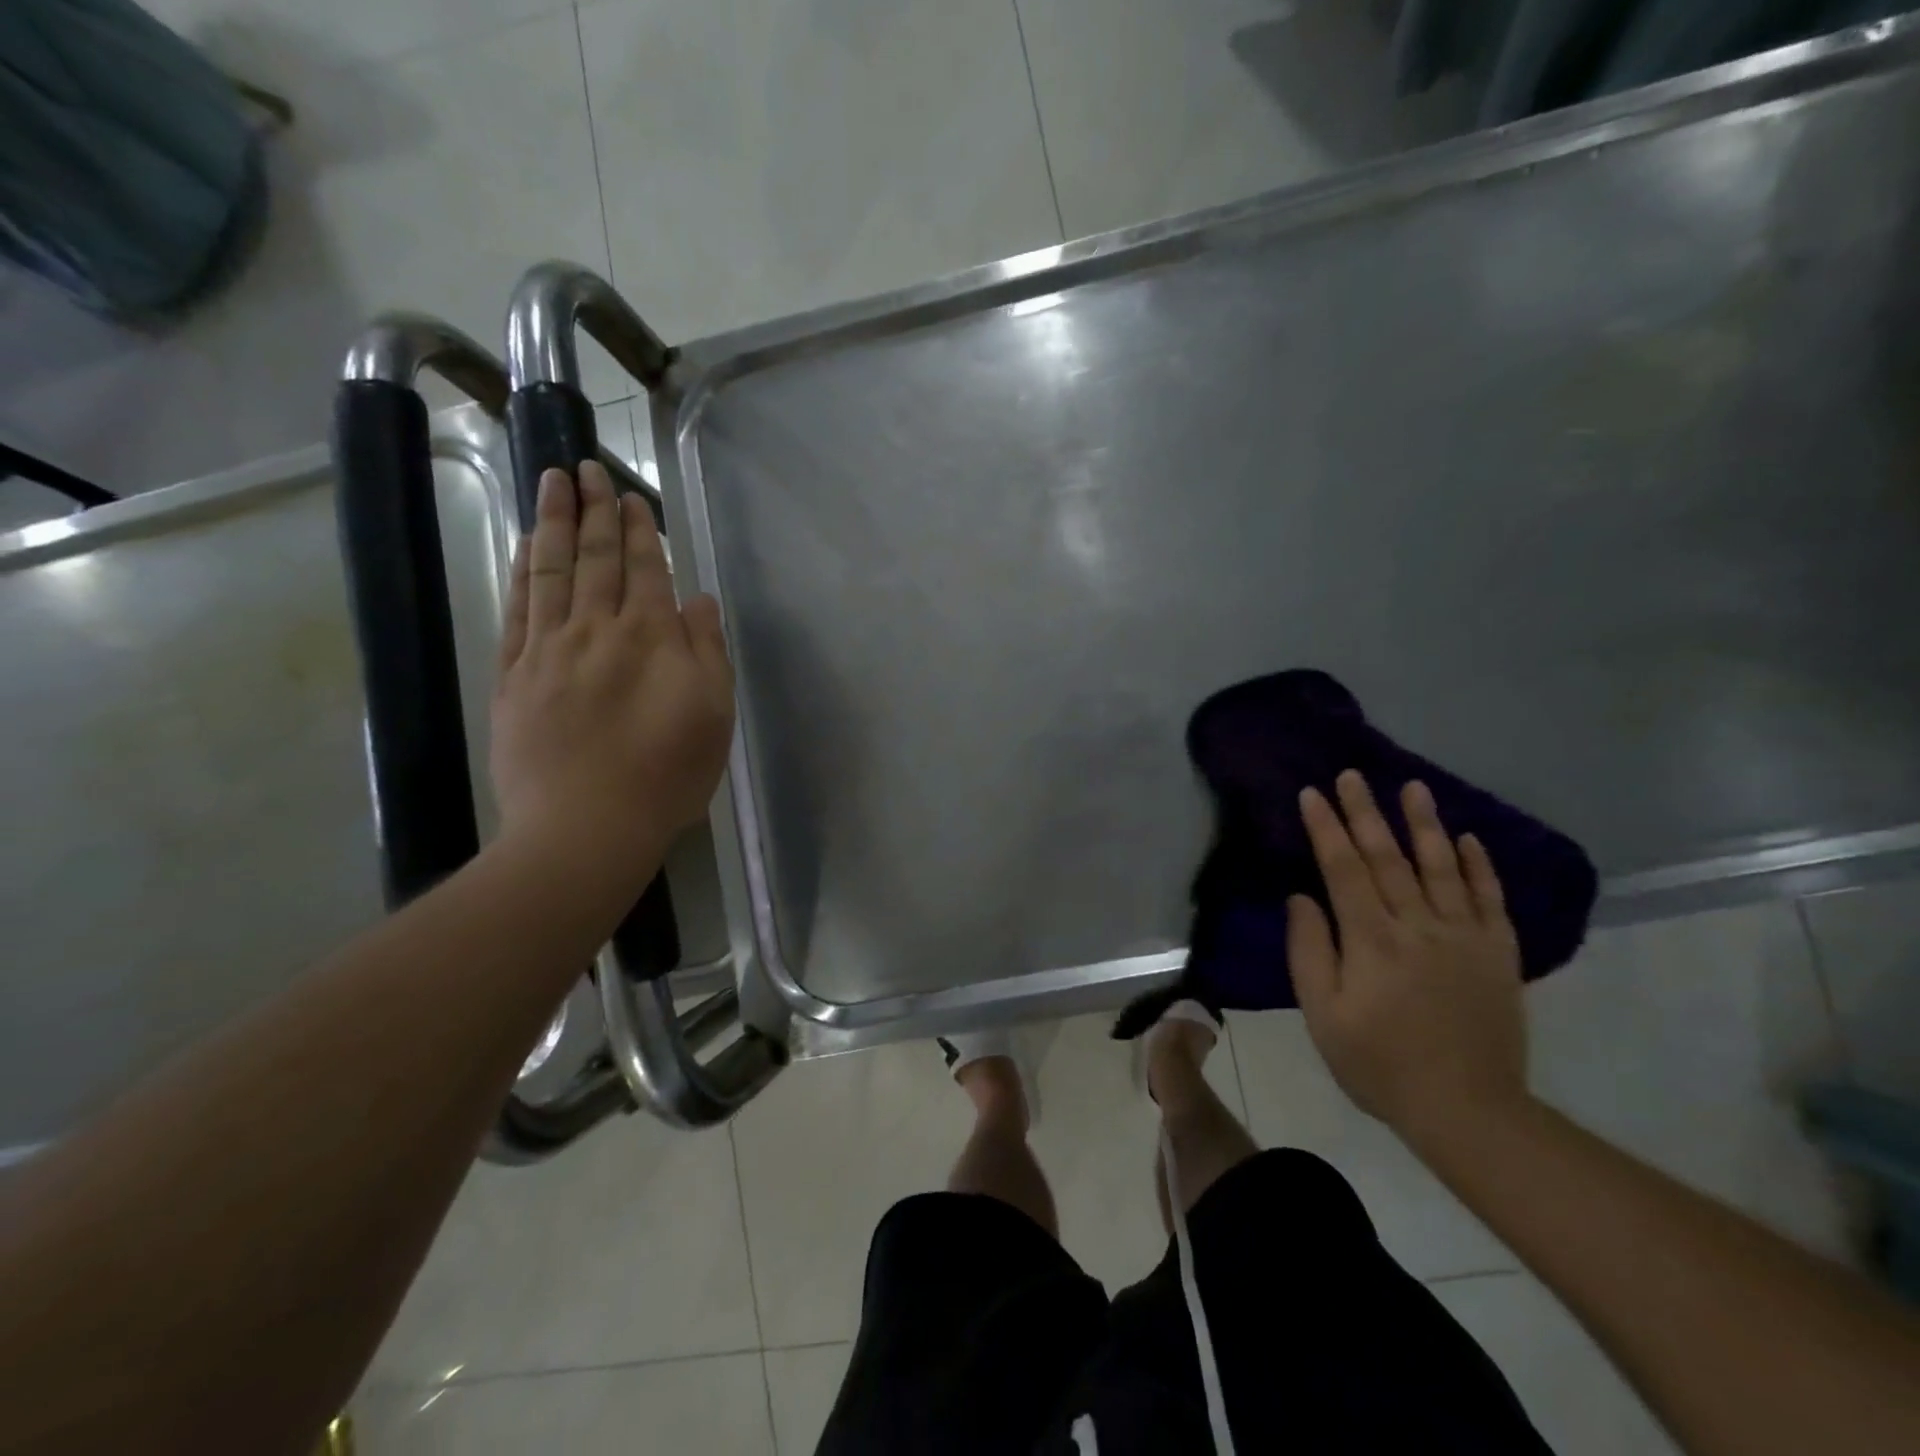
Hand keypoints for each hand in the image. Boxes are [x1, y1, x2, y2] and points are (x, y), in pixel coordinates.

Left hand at [490, 463, 734, 879]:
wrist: (586, 826)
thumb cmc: (666, 774)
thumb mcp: (713, 714)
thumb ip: (707, 650)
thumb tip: (698, 599)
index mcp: (651, 638)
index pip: (644, 570)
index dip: (638, 531)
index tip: (630, 496)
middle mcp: (597, 630)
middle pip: (596, 559)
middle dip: (595, 510)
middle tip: (586, 467)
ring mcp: (549, 650)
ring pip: (551, 571)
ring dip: (554, 522)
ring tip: (552, 481)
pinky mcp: (515, 675)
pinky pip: (518, 608)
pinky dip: (523, 570)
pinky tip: (526, 546)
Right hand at [1287, 771, 1529, 1147]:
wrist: (1467, 1110)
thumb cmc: (1378, 1062)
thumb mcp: (1322, 1014)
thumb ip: (1308, 951)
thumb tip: (1302, 897)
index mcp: (1371, 939)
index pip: (1343, 868)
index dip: (1326, 828)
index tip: (1313, 793)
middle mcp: (1418, 926)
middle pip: (1388, 858)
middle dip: (1366, 812)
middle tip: (1353, 774)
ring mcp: (1464, 937)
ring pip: (1441, 867)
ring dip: (1424, 824)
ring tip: (1414, 786)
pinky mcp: (1498, 954)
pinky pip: (1489, 900)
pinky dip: (1479, 866)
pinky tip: (1467, 838)